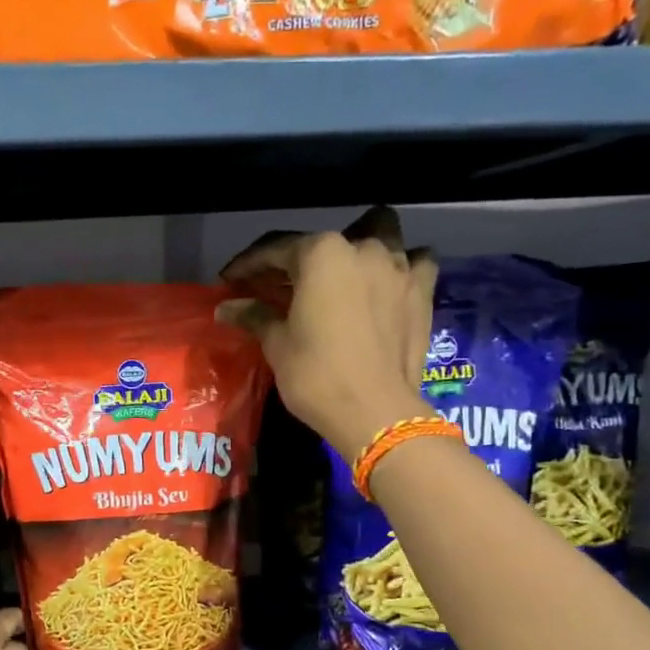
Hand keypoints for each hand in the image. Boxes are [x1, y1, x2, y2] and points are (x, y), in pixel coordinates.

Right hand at [218, 207, 436, 457]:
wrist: (375, 412)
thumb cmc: (316, 375)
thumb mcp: (277, 344)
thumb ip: (255, 316)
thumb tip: (226, 307)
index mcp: (321, 253)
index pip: (275, 249)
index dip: (248, 264)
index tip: (230, 279)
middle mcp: (362, 248)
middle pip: (323, 244)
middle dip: (299, 261)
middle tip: (281, 286)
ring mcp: (399, 267)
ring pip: (378, 237)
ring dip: (356, 252)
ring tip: (341, 275)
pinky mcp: (422, 291)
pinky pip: (416, 263)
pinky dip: (401, 267)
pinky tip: (388, 282)